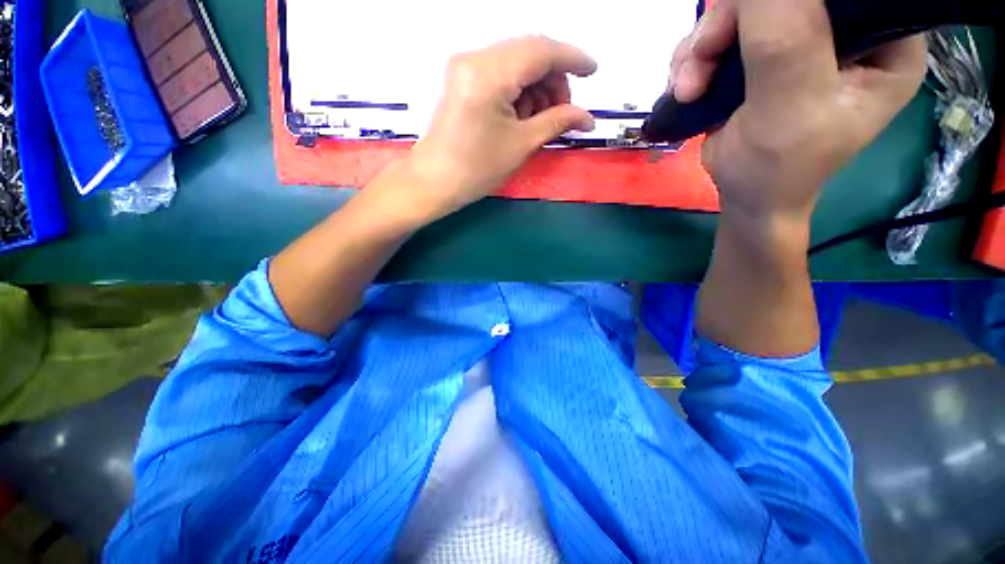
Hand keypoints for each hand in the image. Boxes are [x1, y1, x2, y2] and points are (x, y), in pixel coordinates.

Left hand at [390, 36, 596, 225]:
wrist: (435, 182)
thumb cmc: (476, 170)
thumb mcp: (521, 145)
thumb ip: (557, 122)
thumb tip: (587, 117)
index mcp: (489, 75)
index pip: (541, 50)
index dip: (573, 58)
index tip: (593, 71)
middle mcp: (474, 58)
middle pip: (529, 52)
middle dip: (554, 79)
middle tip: (563, 112)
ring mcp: (465, 66)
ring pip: (516, 61)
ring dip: (537, 86)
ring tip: (540, 119)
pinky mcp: (462, 78)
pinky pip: (501, 72)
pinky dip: (519, 89)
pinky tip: (522, 114)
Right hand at [671, 0, 926, 223]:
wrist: (746, 196)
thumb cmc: (779, 167)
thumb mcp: (790, 107)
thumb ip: (785, 39)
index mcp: (884, 40)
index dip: (787, 0)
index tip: (748, 24)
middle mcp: (847, 30)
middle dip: (729, 24)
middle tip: (702, 61)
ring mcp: (801, 39)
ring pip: (743, 11)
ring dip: (703, 46)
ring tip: (689, 87)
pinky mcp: (764, 54)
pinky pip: (723, 33)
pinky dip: (696, 58)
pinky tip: (687, 86)